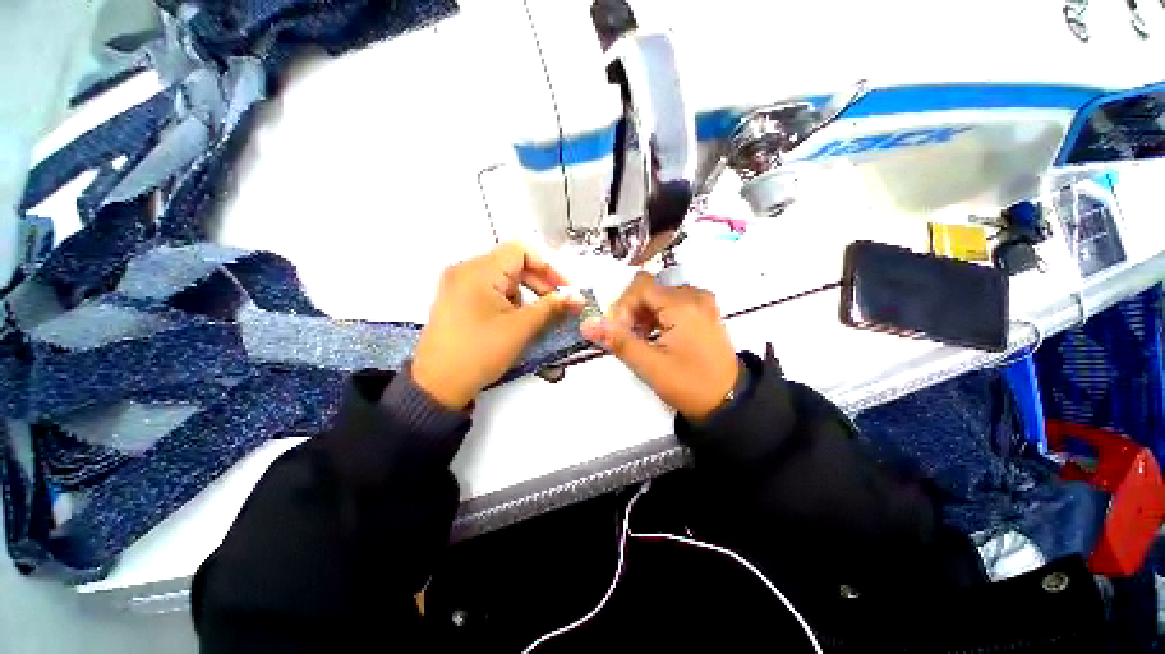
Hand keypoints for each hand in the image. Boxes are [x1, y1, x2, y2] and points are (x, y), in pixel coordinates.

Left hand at [412, 243, 583, 409]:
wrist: (437, 386)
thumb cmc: (480, 352)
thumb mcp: (521, 328)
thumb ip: (552, 307)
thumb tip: (577, 297)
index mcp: (478, 270)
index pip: (521, 251)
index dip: (548, 267)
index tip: (564, 289)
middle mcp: (465, 270)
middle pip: (512, 264)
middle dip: (539, 283)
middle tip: (557, 305)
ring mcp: (457, 285)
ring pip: (502, 279)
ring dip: (524, 295)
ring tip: (532, 319)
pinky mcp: (455, 301)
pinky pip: (489, 291)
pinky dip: (507, 301)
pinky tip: (512, 322)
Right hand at [580, 272, 739, 419]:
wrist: (729, 401)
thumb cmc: (689, 384)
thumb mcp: (650, 365)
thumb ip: (618, 341)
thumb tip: (587, 324)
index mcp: (683, 305)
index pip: (640, 287)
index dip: (622, 306)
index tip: (618, 331)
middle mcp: (695, 295)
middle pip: (650, 289)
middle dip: (632, 311)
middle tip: (626, 337)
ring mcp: (702, 303)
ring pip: (660, 296)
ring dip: (643, 314)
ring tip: (639, 339)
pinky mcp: (704, 312)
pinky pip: (673, 303)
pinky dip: (658, 316)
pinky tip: (654, 336)